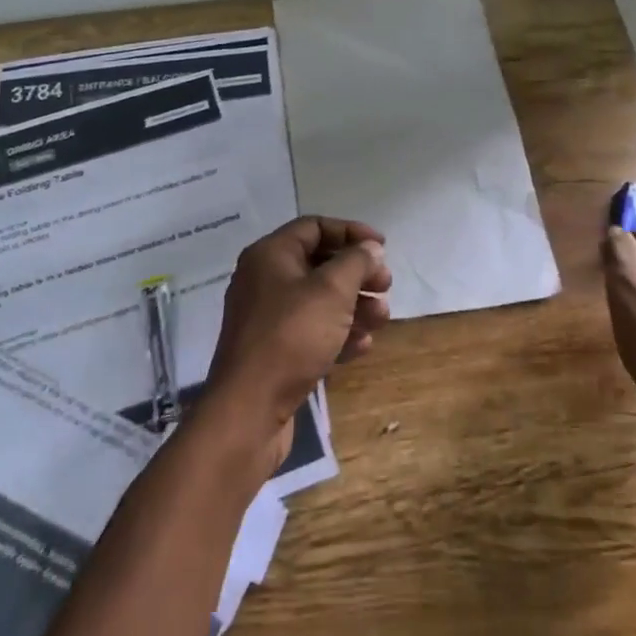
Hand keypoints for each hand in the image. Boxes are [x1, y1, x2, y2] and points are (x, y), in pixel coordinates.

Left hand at [200, 216, 391, 461]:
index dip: (351, 232)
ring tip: (382, 319)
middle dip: (357, 274)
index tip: (382, 248)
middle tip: (386, 286)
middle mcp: (264, 280)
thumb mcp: (331, 290)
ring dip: (354, 306)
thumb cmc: (292, 336)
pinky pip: (312, 331)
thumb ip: (356, 262)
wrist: (249, 409)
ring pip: (319, 301)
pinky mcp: (274, 351)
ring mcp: (267, 318)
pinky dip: (338, 334)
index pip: (314, 227)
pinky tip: (362, 347)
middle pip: (319, 264)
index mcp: (270, 255)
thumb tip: (370, 249)